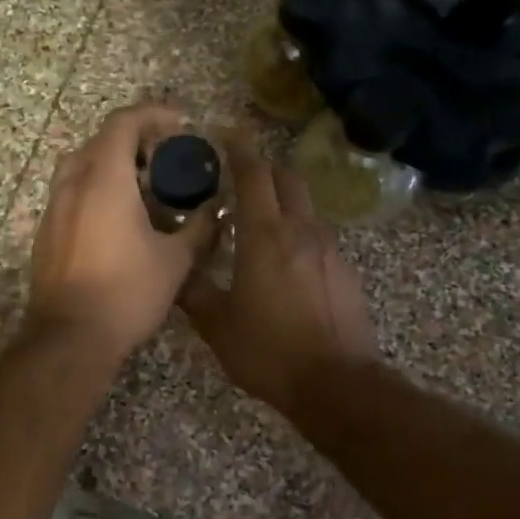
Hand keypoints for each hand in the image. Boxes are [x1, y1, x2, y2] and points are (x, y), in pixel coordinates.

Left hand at [26, 104, 216, 363]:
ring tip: (143, 188)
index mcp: (104, 179)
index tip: (180, 124)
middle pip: (100, 141)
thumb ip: (200, 229)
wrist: (70, 338)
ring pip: (81, 167)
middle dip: (134, 141)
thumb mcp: (175, 261)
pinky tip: (119, 221)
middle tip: (164, 159)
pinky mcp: (46, 233)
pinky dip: (95, 191)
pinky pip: (71, 194)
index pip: (124, 123)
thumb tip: (218, 212)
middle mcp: (73, 184)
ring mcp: (54, 209)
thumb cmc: (127, 293)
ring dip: (112, 165)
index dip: (153, 114)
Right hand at [180, 137, 379, 415]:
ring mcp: (330, 249)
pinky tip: (287, 261)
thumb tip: (174, 271)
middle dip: (264, 170)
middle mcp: (302, 230)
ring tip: (261, 220)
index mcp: (266, 235)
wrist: (337, 384)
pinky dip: (300, 233)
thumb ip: (193, 291)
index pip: (254, 175)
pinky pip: (319, 236)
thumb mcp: (218, 325)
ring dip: (284, 202)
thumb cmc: (269, 351)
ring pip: (306, 207)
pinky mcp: (346, 271)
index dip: (240, 149)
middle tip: (240, 176)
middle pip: (287, 180)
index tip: (227, 134)